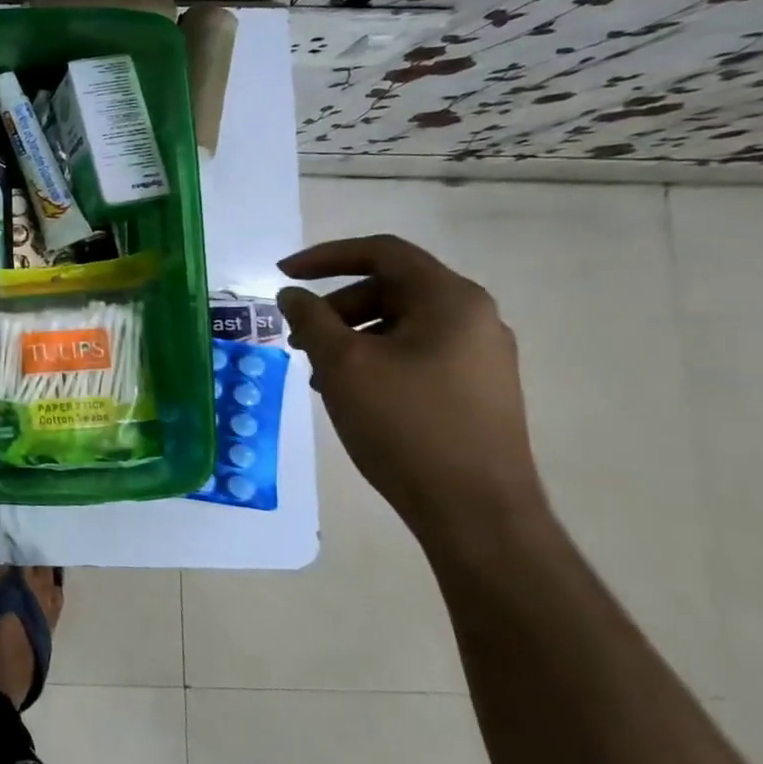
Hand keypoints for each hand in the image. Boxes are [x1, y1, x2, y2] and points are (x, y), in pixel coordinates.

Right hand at [276, 235, 547, 546]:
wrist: (475, 511)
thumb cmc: (405, 424)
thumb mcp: (342, 363)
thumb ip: (310, 318)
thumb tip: (292, 295)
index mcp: (450, 300)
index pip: (382, 252)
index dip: (325, 257)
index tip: (283, 275)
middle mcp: (474, 318)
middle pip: (390, 288)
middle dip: (334, 305)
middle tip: (297, 336)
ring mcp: (480, 356)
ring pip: (400, 323)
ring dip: (350, 334)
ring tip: (317, 370)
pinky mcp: (476, 389)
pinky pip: (415, 353)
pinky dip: (374, 358)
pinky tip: (349, 391)